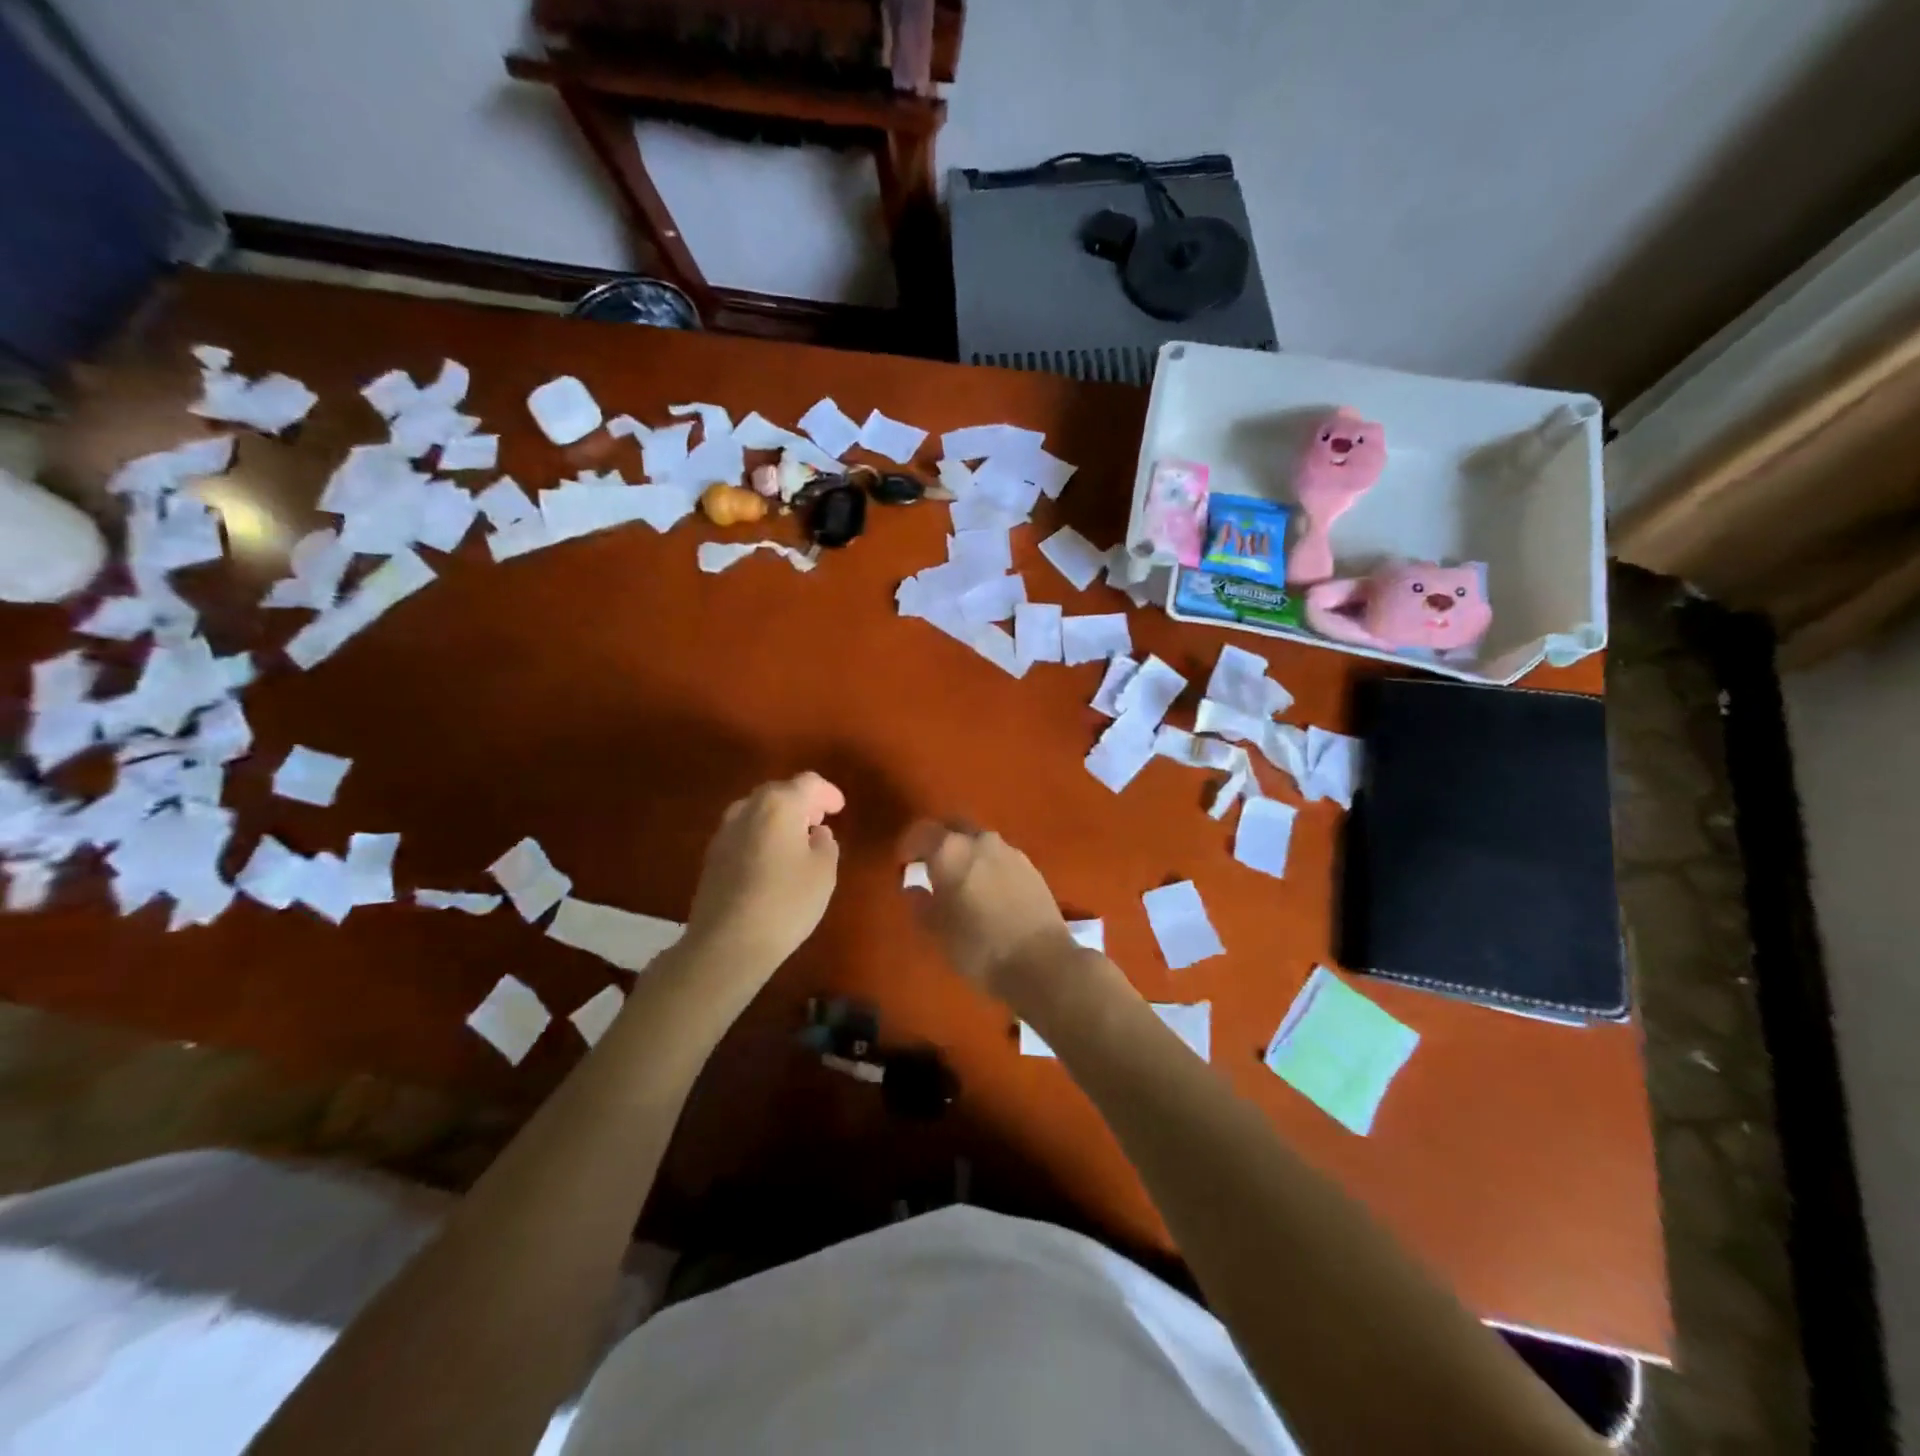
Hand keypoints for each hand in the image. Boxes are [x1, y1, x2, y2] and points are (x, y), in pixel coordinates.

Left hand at [687, 773, 843, 973]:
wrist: (727, 944)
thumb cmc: (785, 902)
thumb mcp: (823, 873)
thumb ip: (826, 845)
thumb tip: (816, 834)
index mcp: (779, 805)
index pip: (808, 783)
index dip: (828, 793)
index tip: (839, 809)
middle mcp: (747, 809)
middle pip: (779, 792)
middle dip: (801, 802)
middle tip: (819, 821)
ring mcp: (724, 832)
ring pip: (757, 811)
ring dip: (779, 818)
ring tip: (796, 840)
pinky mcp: (712, 856)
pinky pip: (744, 833)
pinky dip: (762, 836)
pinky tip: (772, 860)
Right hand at [899, 821, 1079, 1000]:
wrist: (1040, 962)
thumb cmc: (977, 947)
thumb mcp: (936, 930)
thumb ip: (920, 903)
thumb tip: (914, 887)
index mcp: (950, 850)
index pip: (921, 832)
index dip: (908, 846)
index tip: (903, 864)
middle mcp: (980, 840)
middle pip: (953, 827)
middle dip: (939, 841)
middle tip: (931, 866)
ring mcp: (1010, 851)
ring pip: (979, 841)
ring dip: (966, 853)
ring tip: (961, 882)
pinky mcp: (1031, 867)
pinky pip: (1000, 857)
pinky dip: (988, 866)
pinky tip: (988, 892)